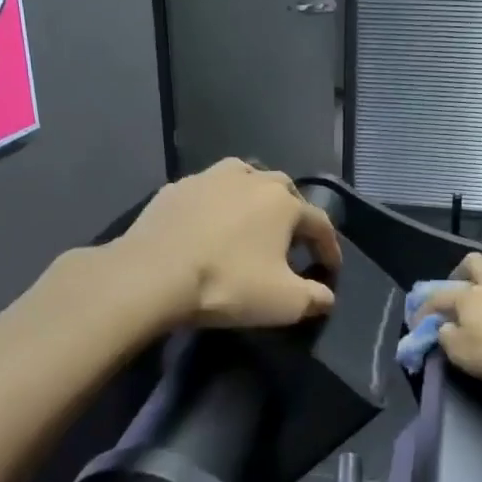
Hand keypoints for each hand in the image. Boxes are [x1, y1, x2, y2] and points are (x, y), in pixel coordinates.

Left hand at [118, 159, 341, 329]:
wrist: (152, 274)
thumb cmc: (228, 284)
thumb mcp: (284, 303)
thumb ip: (315, 299)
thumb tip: (326, 297)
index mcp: (284, 203)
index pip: (320, 224)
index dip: (329, 248)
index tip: (330, 270)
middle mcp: (251, 179)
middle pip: (284, 192)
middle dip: (294, 215)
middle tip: (291, 242)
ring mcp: (210, 178)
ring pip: (245, 178)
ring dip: (255, 197)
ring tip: (252, 220)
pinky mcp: (176, 187)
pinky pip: (207, 191)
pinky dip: (217, 204)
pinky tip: (209, 223)